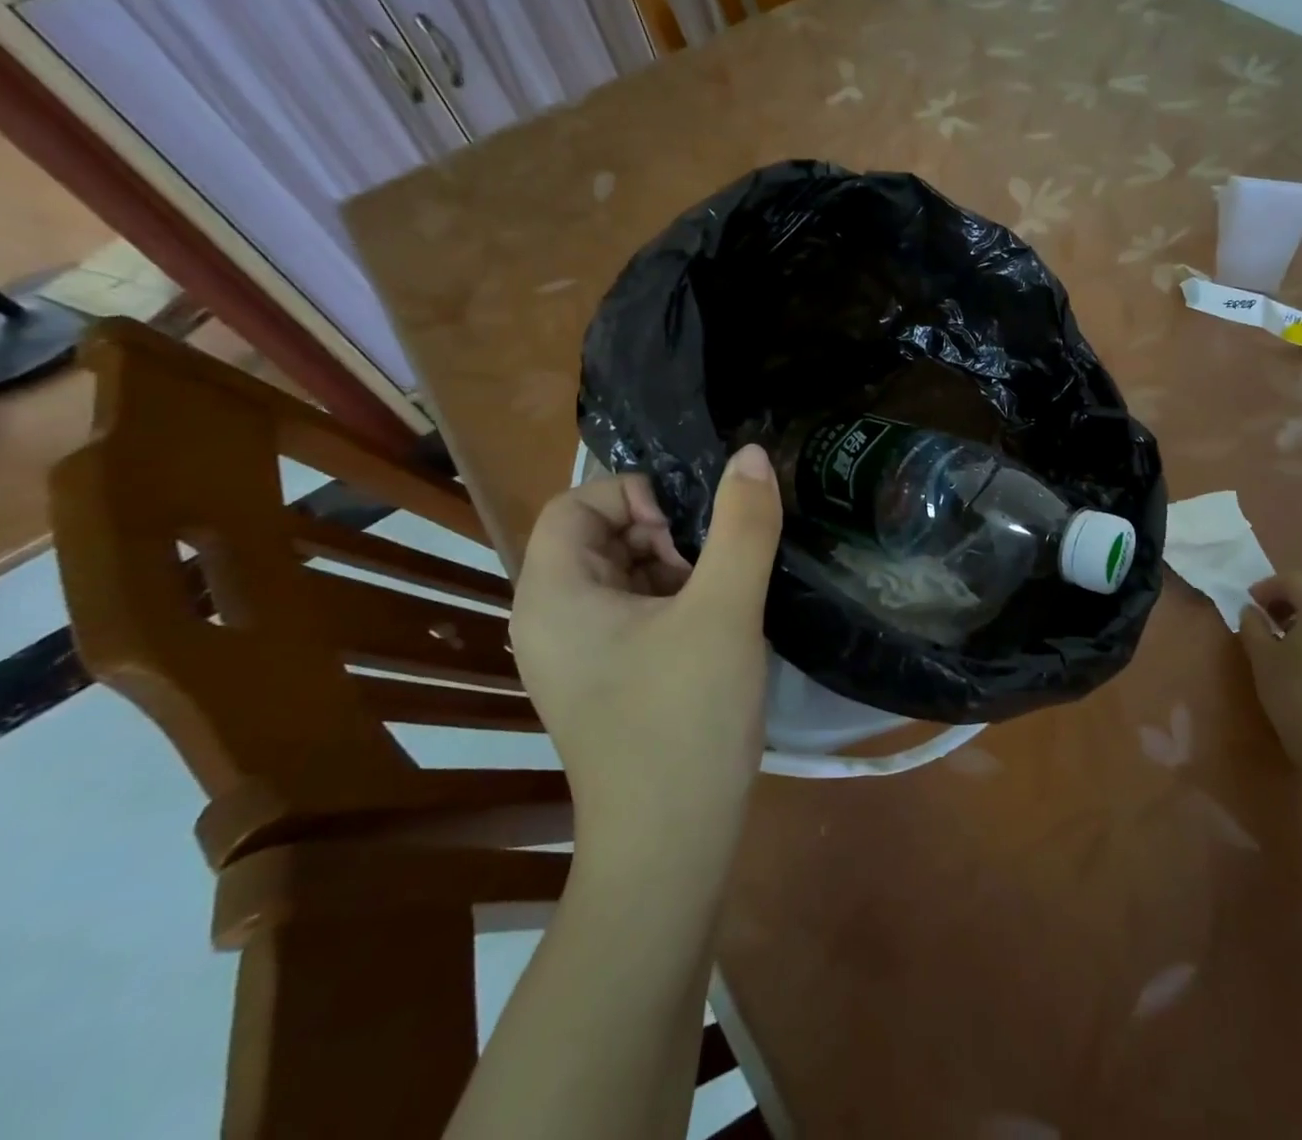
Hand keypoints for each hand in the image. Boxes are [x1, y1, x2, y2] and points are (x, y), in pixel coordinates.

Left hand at [510, 446, 783, 841]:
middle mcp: (551, 620)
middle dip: (663, 534)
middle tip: (712, 565)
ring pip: (624, 575)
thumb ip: (742, 525)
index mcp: (553, 595)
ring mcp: (578, 656)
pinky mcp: (608, 680)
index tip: (690, 525)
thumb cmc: (685, 719)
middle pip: (600, 537)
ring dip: (676, 568)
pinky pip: (635, 613)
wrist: (671, 846)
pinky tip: (717, 626)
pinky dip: (675, 602)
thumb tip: (750, 455)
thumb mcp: (723, 610)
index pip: (575, 504)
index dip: (633, 494)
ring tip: (721, 597)